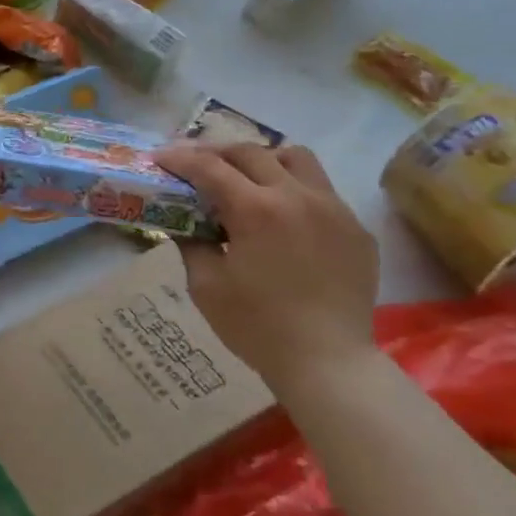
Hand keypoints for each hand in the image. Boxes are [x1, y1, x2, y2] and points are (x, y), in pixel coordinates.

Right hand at [154, 141, 379, 386]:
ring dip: (264, 160)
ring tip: (247, 179)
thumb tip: (185, 222)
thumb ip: (192, 242)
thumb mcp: (205, 284)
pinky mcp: (356, 229)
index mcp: (256, 209)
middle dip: (217, 152)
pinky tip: (283, 220)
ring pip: (296, 158)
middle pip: (251, 152)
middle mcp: (297, 196)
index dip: (179, 158)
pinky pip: (322, 192)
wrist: (327, 362)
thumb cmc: (256, 326)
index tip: (160, 157)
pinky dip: (294, 191)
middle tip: (196, 165)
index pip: (209, 167)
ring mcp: (333, 209)